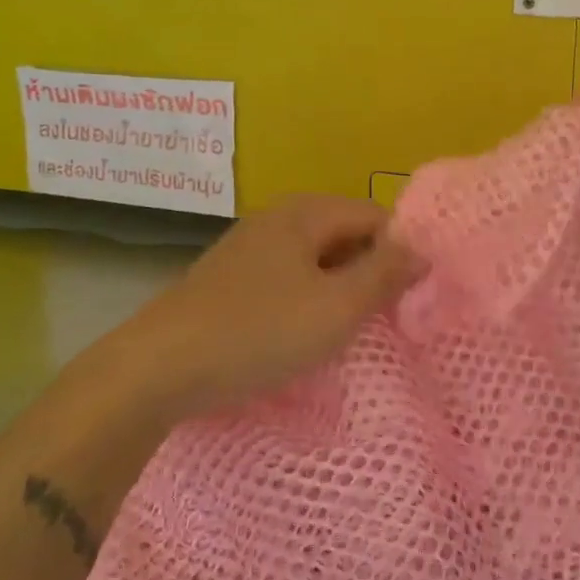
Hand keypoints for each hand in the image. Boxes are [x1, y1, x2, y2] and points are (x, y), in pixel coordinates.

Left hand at [126, 196, 419, 413]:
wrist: (157, 368)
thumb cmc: (258, 331)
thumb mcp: (336, 307)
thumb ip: (385, 274)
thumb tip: (422, 249)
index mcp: (307, 211)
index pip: (378, 218)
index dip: (402, 254)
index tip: (413, 300)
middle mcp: (280, 217)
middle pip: (348, 235)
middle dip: (371, 273)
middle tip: (385, 320)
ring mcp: (252, 246)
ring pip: (318, 260)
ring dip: (340, 290)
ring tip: (349, 331)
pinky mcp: (233, 278)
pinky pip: (290, 279)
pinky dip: (308, 300)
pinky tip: (304, 334)